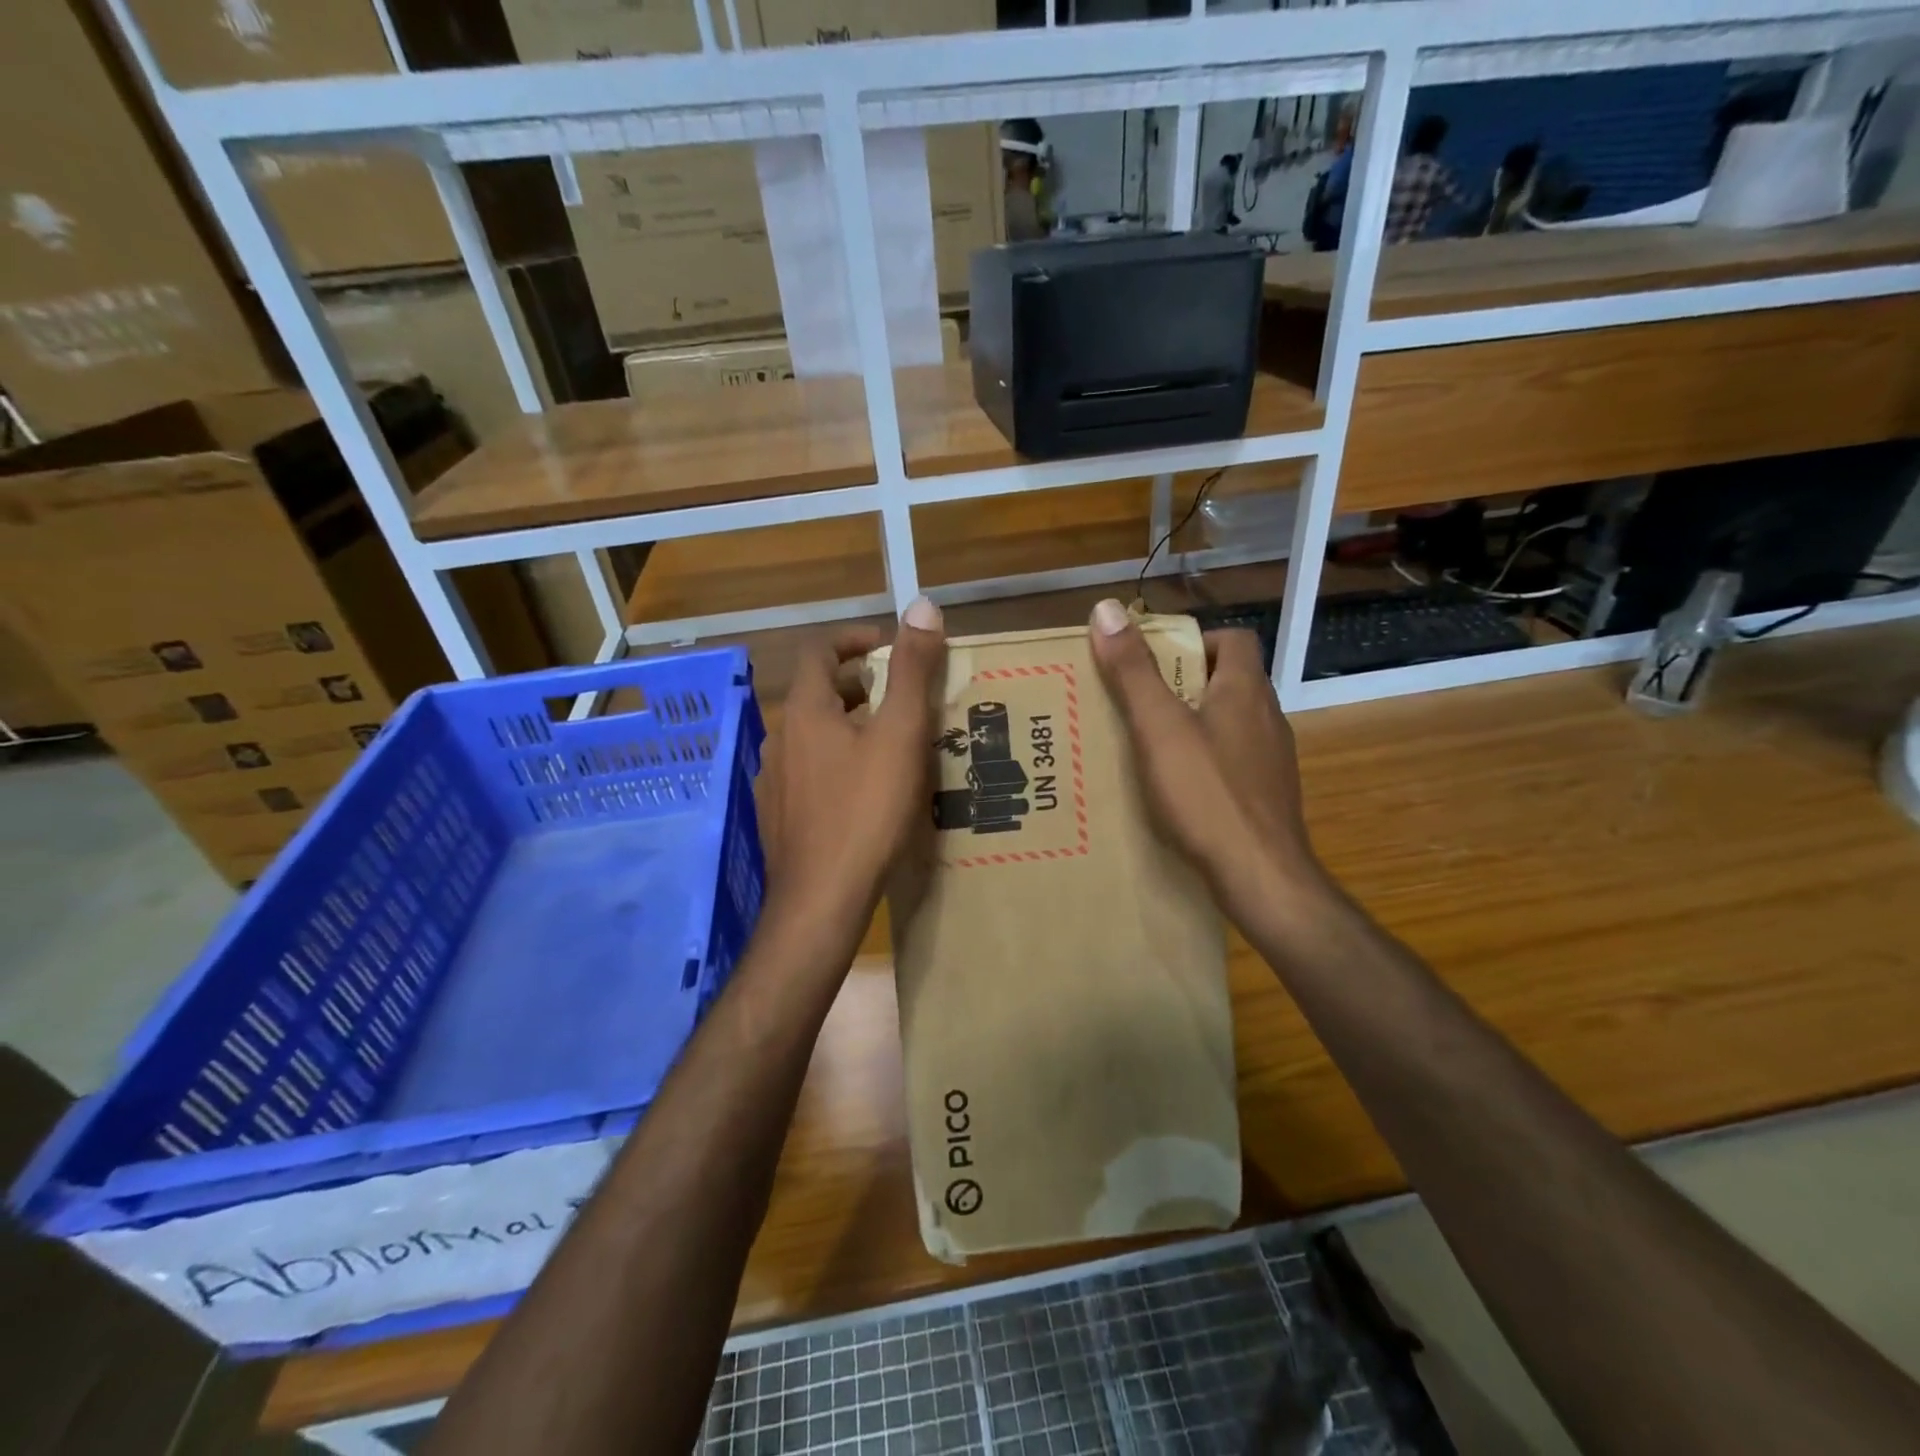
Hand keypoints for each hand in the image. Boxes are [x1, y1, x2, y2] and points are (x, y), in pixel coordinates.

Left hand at [756, 600, 946, 944]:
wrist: (821, 900)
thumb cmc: (865, 811)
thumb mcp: (900, 735)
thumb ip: (912, 670)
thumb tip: (922, 604)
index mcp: (806, 712)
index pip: (820, 650)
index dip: (855, 639)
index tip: (890, 646)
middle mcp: (781, 739)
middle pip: (819, 694)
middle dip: (860, 686)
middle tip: (903, 698)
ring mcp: (775, 782)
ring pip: (815, 737)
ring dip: (851, 727)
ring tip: (893, 745)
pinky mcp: (780, 817)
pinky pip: (811, 773)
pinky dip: (839, 763)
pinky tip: (867, 793)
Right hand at [1087, 598, 1325, 922]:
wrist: (1259, 875)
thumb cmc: (1206, 793)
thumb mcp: (1158, 727)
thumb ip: (1133, 671)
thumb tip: (1107, 609)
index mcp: (1245, 690)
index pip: (1233, 639)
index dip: (1194, 640)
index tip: (1154, 661)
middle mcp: (1267, 717)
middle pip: (1228, 681)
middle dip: (1183, 685)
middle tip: (1137, 702)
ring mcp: (1272, 760)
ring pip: (1229, 724)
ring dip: (1193, 725)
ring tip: (1147, 745)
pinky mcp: (1267, 796)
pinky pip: (1233, 762)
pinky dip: (1205, 762)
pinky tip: (1175, 788)